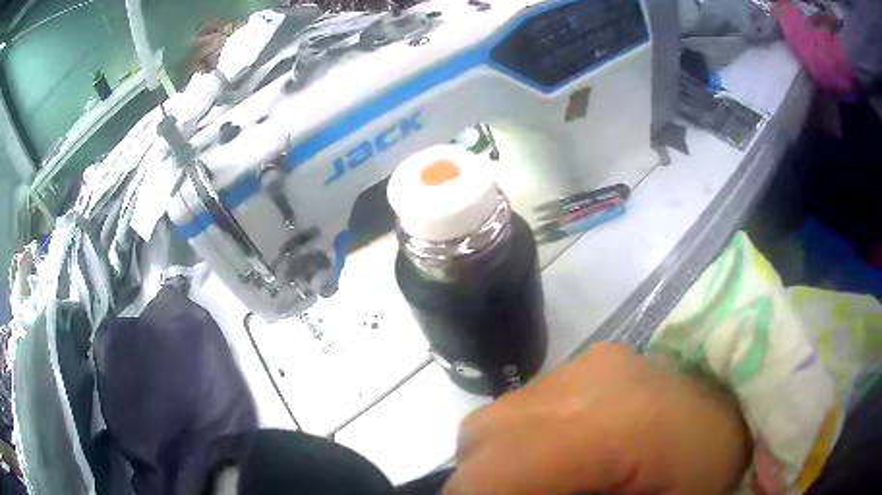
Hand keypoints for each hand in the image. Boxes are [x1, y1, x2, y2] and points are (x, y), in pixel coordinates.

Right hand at [444, 343, 750, 494]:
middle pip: (482, 439)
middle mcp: (586, 380)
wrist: (736, 411)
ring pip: (496, 418)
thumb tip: (522, 493)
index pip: (495, 469)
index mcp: (610, 426)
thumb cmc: (702, 472)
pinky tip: (566, 453)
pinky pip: (525, 404)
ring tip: (546, 480)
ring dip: (503, 459)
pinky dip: (525, 437)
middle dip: (487, 483)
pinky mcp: (591, 358)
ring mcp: (587, 361)